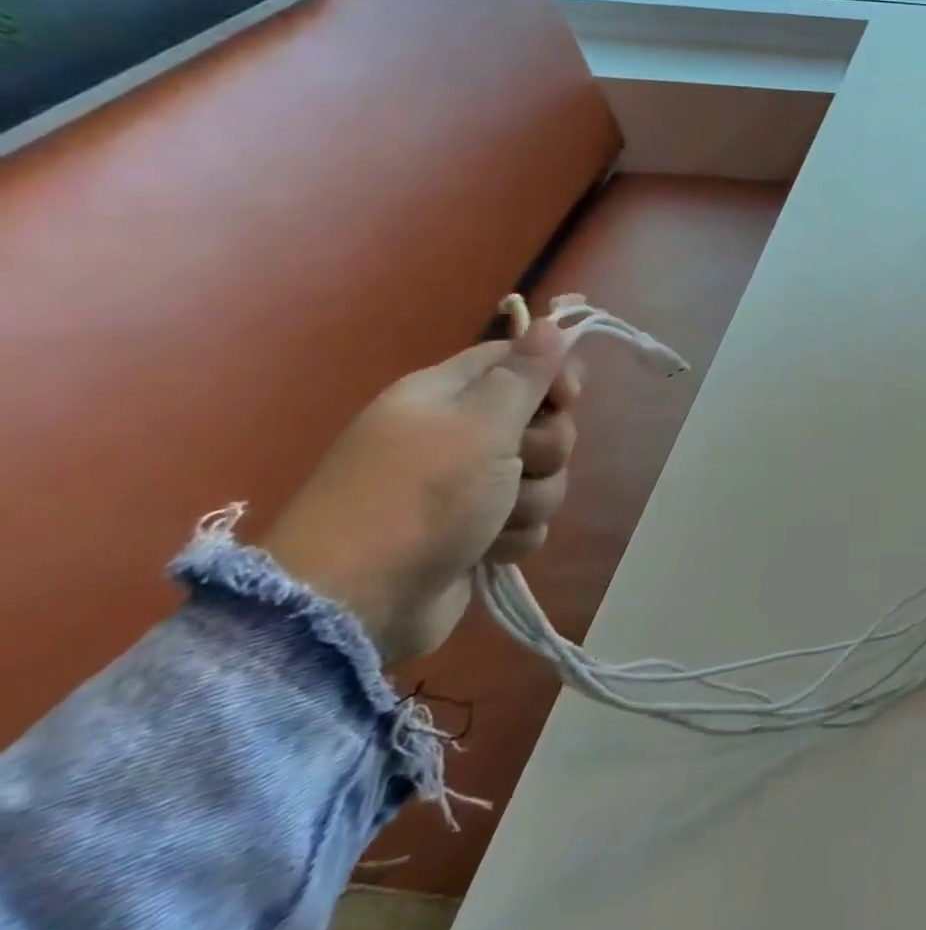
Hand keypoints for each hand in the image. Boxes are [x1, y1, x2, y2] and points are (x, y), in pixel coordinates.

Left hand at [261, 321, 582, 662]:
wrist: (353, 606)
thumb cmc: (418, 498)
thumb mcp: (480, 426)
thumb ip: (524, 374)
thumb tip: (551, 322)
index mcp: (446, 395)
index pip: (517, 359)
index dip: (552, 375)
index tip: (568, 398)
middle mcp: (456, 434)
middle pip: (541, 421)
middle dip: (545, 449)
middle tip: (518, 464)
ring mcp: (464, 486)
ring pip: (540, 475)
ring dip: (532, 499)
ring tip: (495, 521)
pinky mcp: (474, 532)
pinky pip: (526, 519)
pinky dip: (514, 535)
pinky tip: (488, 550)